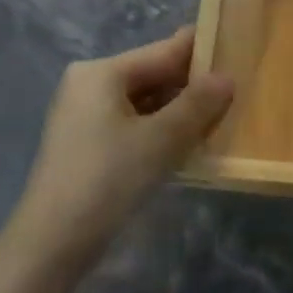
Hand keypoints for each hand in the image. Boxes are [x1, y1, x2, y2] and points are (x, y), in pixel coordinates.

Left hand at [9, 28, 232, 276]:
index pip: (163, 51)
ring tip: (222, 117)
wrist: (52, 242)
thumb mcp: (161, 139)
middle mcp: (90, 84)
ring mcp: (86, 115)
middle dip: (193, 86)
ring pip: (146, 102)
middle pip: (154, 75)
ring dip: (180, 111)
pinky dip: (161, 129)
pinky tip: (190, 142)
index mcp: (102, 72)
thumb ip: (198, 104)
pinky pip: (134, 123)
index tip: (239, 50)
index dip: (202, 51)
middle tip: (239, 91)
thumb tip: (227, 77)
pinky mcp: (88, 143)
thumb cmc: (108, 179)